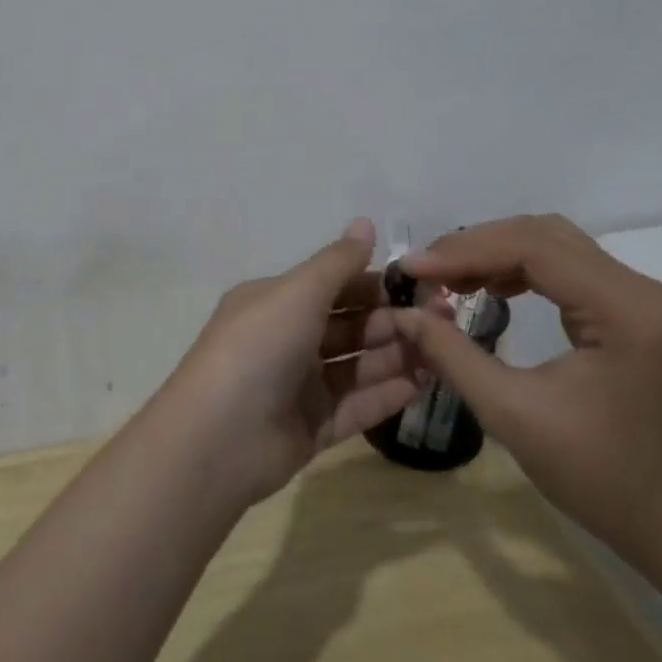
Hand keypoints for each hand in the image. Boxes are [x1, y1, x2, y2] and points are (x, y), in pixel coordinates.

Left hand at [156, 218, 426, 506]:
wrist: (218, 438)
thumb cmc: (258, 347)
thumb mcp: (297, 292)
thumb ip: (337, 262)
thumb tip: (366, 223)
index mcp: (276, 302)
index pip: (335, 286)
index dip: (377, 283)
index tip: (422, 285)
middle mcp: (287, 339)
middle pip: (350, 325)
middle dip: (393, 321)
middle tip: (442, 320)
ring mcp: (298, 386)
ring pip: (357, 366)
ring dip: (396, 356)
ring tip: (442, 352)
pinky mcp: (311, 428)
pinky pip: (356, 406)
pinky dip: (387, 395)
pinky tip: (424, 385)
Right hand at [392, 215, 661, 567]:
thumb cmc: (601, 476)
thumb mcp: (513, 415)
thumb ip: (452, 355)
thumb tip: (402, 313)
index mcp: (620, 306)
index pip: (532, 248)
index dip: (464, 251)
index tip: (412, 270)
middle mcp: (634, 287)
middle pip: (542, 235)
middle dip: (476, 246)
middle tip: (425, 272)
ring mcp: (635, 297)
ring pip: (552, 245)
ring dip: (495, 253)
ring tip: (447, 278)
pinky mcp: (628, 312)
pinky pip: (565, 269)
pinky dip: (519, 269)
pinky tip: (489, 288)